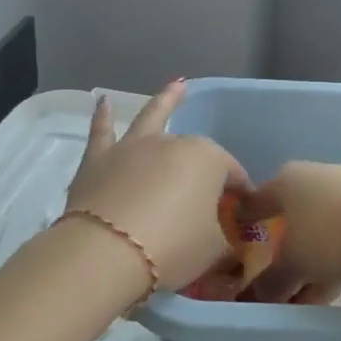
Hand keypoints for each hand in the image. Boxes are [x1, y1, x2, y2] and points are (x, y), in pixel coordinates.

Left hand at [65, 82, 248, 293]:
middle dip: (206, 171)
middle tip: (209, 199)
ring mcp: (133, 147)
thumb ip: (226, 241)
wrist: (106, 254)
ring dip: (166, 101)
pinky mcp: (98, 160)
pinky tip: (103, 101)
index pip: (233, 175)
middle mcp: (172, 143)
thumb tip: (231, 242)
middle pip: (195, 154)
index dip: (240, 196)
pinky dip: (103, 116)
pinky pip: (102, 131)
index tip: (242, 218)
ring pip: (153, 118)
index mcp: (208, 159)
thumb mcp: (215, 250)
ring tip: (177, 86)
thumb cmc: (173, 248)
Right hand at [237, 161, 340, 303]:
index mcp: (289, 180)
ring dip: (314, 258)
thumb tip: (257, 297)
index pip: (259, 200)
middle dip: (286, 246)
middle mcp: (318, 176)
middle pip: (294, 214)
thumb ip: (272, 281)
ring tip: (307, 293)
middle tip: (277, 271)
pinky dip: (339, 257)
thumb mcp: (293, 264)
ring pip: (323, 227)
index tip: (238, 229)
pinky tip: (338, 285)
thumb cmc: (328, 236)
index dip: (247, 218)